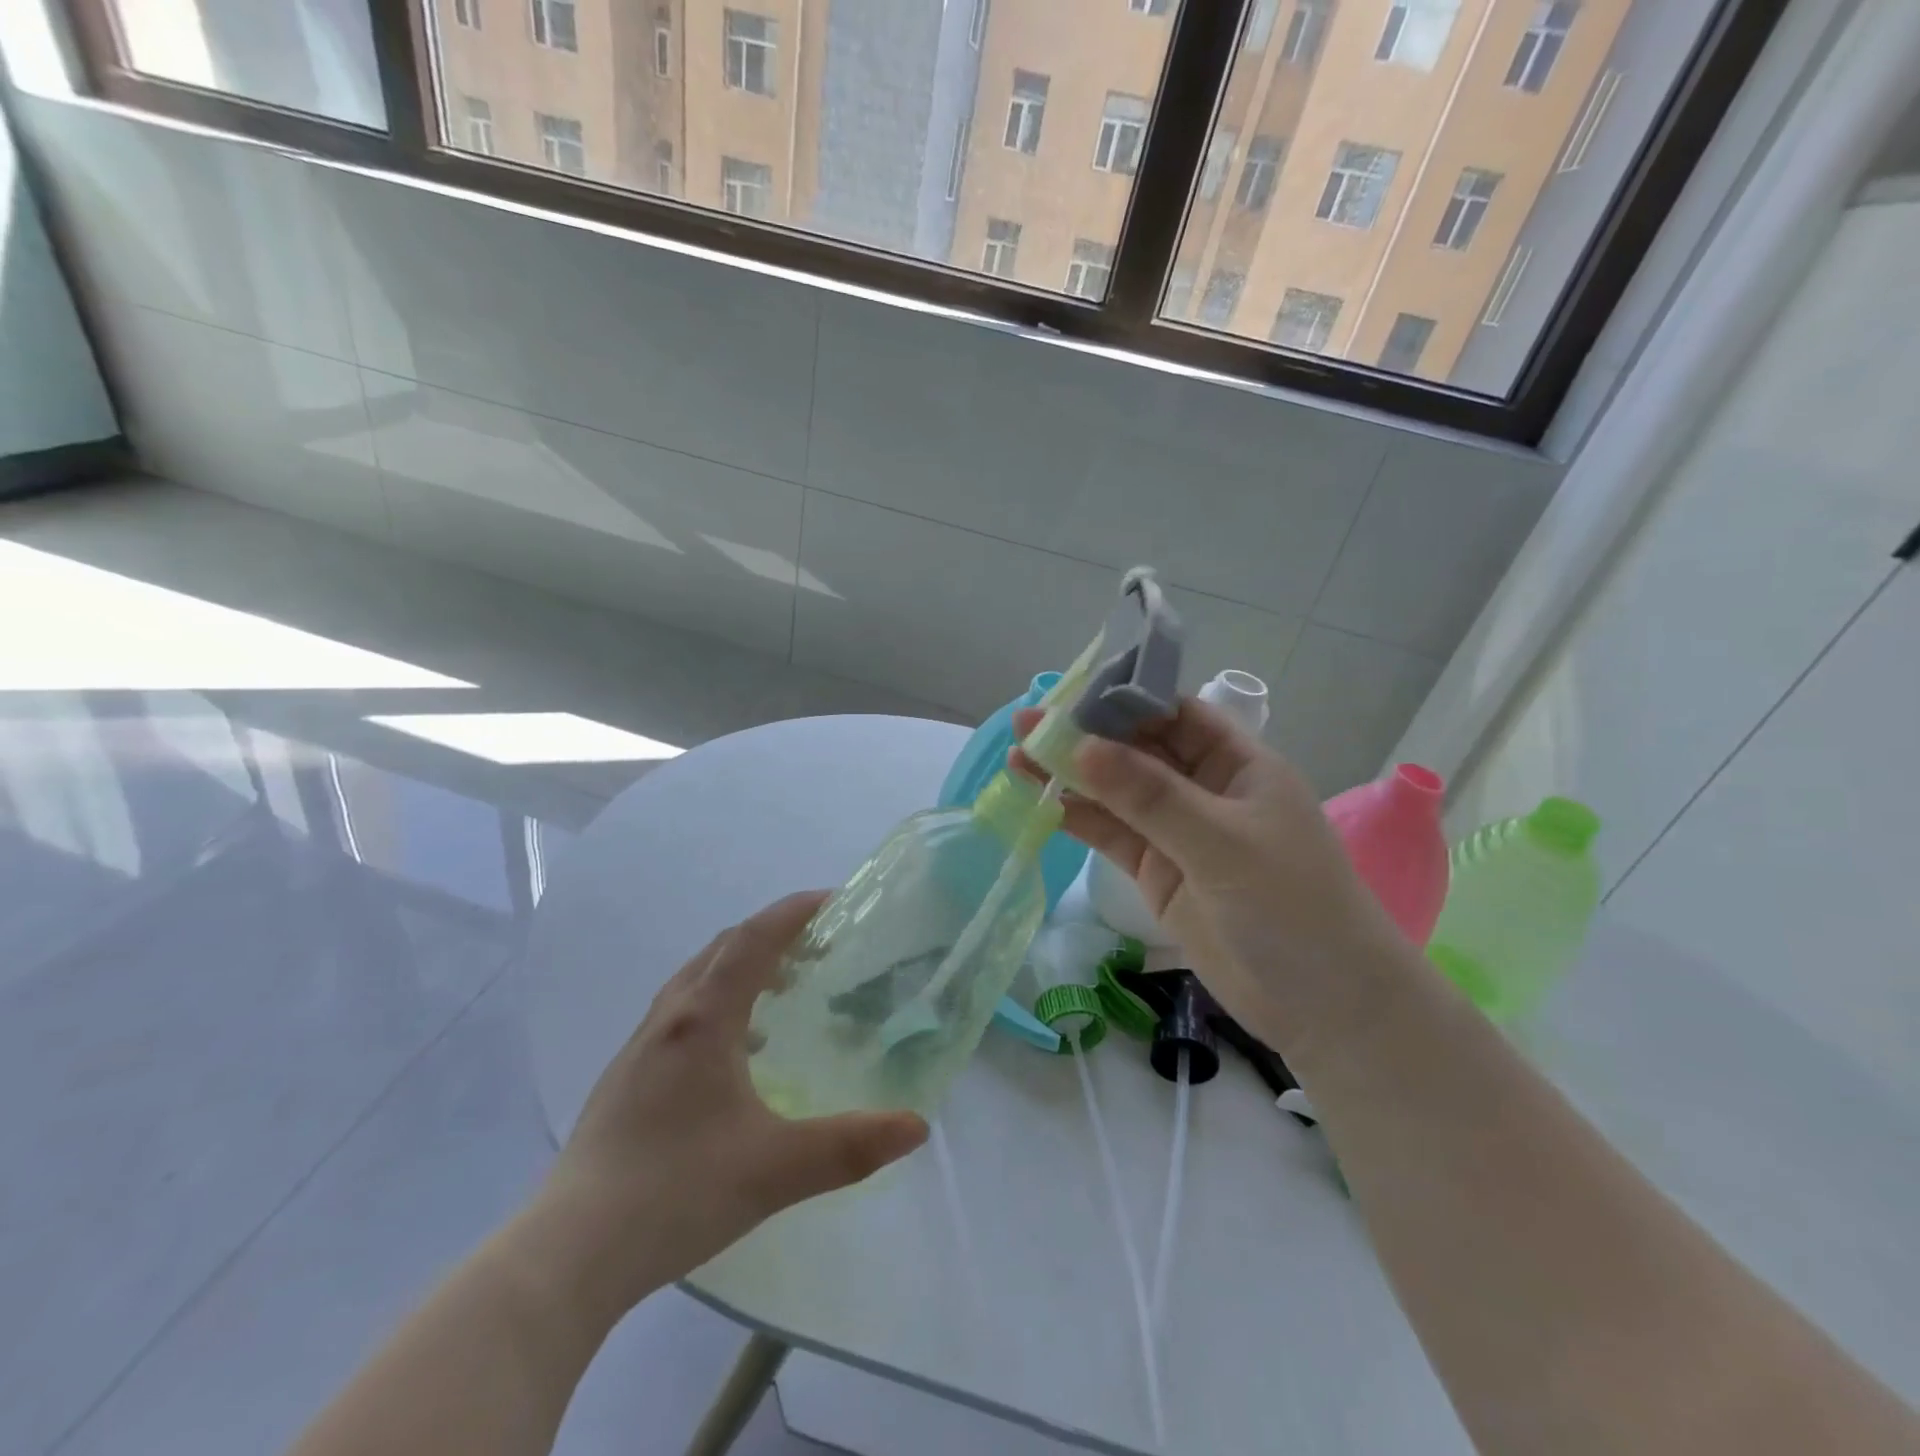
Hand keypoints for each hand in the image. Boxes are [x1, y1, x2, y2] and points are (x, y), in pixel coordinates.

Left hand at [520, 892, 928, 1321]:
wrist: (568, 1254)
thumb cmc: (676, 1192)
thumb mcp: (776, 1169)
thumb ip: (851, 1146)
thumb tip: (917, 1126)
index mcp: (704, 1020)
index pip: (753, 940)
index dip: (794, 912)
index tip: (833, 900)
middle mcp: (669, 1018)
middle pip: (723, 948)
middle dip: (772, 934)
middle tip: (817, 945)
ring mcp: (640, 1048)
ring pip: (696, 978)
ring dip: (742, 966)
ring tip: (782, 991)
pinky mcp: (624, 1078)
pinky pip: (680, 1011)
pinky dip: (718, 1001)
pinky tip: (735, 1051)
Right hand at [1011, 701, 1408, 1059]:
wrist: (1326, 1008)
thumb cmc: (1293, 908)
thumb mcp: (1222, 843)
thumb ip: (1150, 796)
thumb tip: (1081, 747)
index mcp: (1238, 765)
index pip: (1175, 714)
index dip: (1124, 700)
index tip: (1069, 694)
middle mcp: (1206, 790)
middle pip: (1138, 751)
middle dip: (1086, 737)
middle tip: (1026, 724)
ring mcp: (1179, 834)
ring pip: (1117, 794)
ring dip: (1071, 776)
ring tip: (1017, 757)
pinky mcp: (1159, 873)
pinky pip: (1113, 835)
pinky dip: (1078, 818)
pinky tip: (1041, 801)